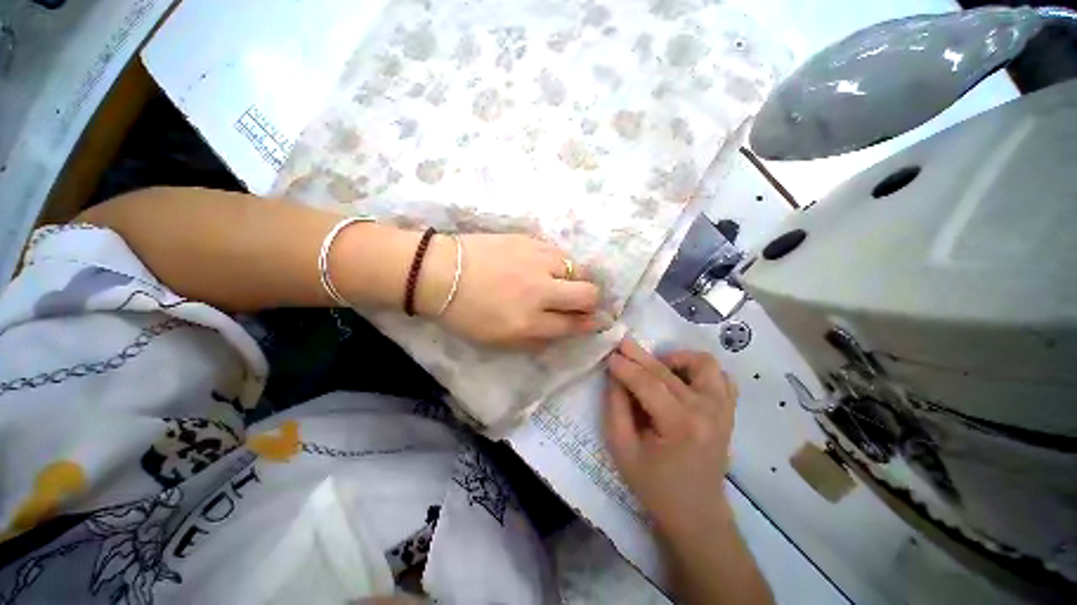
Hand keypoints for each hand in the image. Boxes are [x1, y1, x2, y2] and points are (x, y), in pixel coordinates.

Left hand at [420, 233, 606, 349]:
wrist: (440, 272)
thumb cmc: (465, 312)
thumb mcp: (498, 340)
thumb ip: (536, 340)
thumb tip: (563, 332)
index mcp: (529, 322)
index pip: (575, 324)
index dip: (592, 324)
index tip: (599, 321)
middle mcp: (540, 291)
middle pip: (587, 293)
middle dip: (593, 301)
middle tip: (584, 302)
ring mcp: (536, 261)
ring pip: (578, 268)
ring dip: (578, 279)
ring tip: (564, 282)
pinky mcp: (529, 240)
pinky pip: (559, 253)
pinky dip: (560, 264)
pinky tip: (547, 267)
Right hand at [604, 339, 738, 535]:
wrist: (696, 513)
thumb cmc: (654, 485)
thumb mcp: (622, 449)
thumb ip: (615, 407)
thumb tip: (615, 375)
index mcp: (680, 425)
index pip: (647, 383)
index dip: (625, 367)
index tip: (609, 356)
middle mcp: (707, 411)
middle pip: (667, 371)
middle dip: (640, 356)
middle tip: (622, 346)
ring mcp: (722, 409)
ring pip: (703, 363)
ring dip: (676, 359)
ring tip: (656, 367)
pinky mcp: (728, 411)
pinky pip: (720, 376)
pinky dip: (700, 369)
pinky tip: (681, 377)